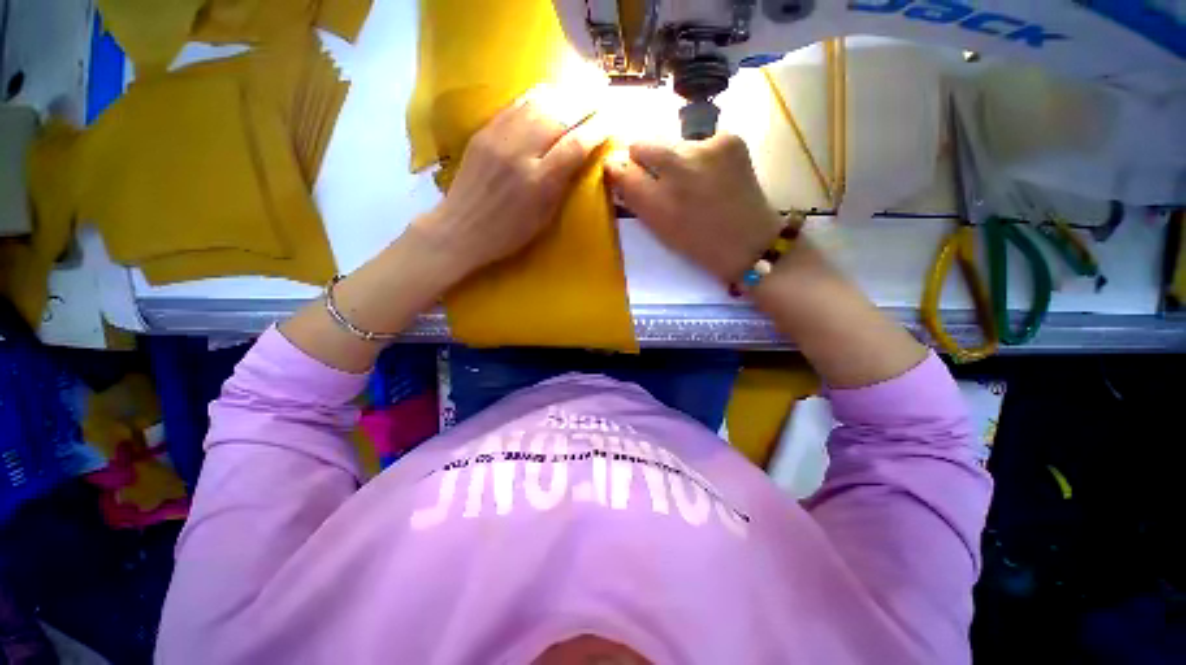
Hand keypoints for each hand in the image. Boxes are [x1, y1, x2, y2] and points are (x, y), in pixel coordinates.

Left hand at [413, 100, 602, 277]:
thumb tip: (580, 157)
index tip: (611, 120)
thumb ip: (561, 185)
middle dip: (583, 102)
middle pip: (558, 116)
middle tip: (600, 95)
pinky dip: (536, 97)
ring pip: (536, 104)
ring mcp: (498, 139)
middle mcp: (519, 154)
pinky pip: (514, 106)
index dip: (596, 130)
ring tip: (578, 89)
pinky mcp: (483, 132)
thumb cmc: (509, 233)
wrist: (461, 228)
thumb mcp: (544, 218)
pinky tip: (548, 94)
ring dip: (561, 94)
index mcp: (539, 182)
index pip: (575, 145)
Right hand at [604, 134, 782, 281]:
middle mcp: (677, 168)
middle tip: (660, 180)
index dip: (620, 171)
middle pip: (642, 144)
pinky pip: (699, 140)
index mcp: (657, 201)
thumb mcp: (658, 228)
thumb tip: (616, 167)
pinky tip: (712, 174)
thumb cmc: (697, 243)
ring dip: (674, 158)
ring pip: (671, 142)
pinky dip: (700, 155)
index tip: (625, 177)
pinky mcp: (729, 139)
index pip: (620, 168)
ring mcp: (706, 148)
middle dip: (644, 159)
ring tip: (692, 182)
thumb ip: (635, 197)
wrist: (749, 242)